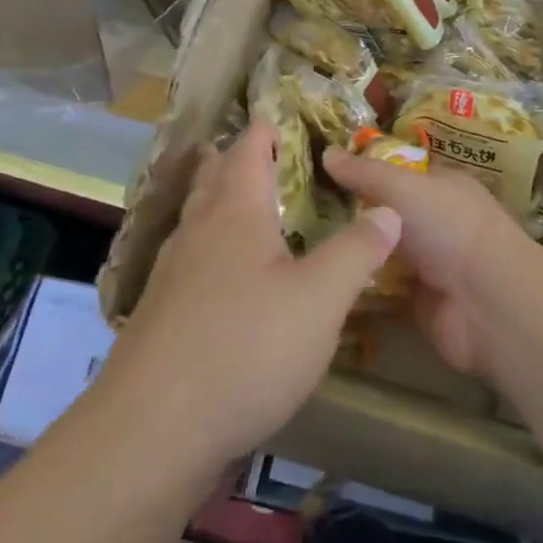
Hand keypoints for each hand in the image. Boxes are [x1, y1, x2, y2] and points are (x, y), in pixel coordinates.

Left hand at [96, 123, 401, 478]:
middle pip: (212, 180)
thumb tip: (389, 209)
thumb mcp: (320, 299)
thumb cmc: (246, 348)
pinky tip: (216, 273)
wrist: (153, 429)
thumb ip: (357, 251)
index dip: (263, 130)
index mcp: (236, 214)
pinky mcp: (160, 316)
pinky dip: (206, 246)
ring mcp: (173, 275)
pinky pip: (188, 260)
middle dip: (230, 159)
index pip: (248, 152)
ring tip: (233, 196)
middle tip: (248, 145)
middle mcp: (199, 233)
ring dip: (214, 199)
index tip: (276, 114)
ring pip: (196, 219)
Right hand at [322, 148, 542, 378]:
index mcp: (442, 185)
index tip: (323, 171)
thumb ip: (363, 172)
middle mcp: (437, 220)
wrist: (485, 302)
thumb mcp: (402, 187)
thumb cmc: (449, 227)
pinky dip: (359, 283)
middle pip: (388, 212)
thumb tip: (326, 151)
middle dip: (354, 212)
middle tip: (303, 211)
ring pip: (383, 249)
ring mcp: (429, 262)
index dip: (366, 169)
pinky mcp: (418, 299)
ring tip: (300, 243)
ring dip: (354, 249)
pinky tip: (322, 277)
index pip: (400, 170)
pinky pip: (381, 286)